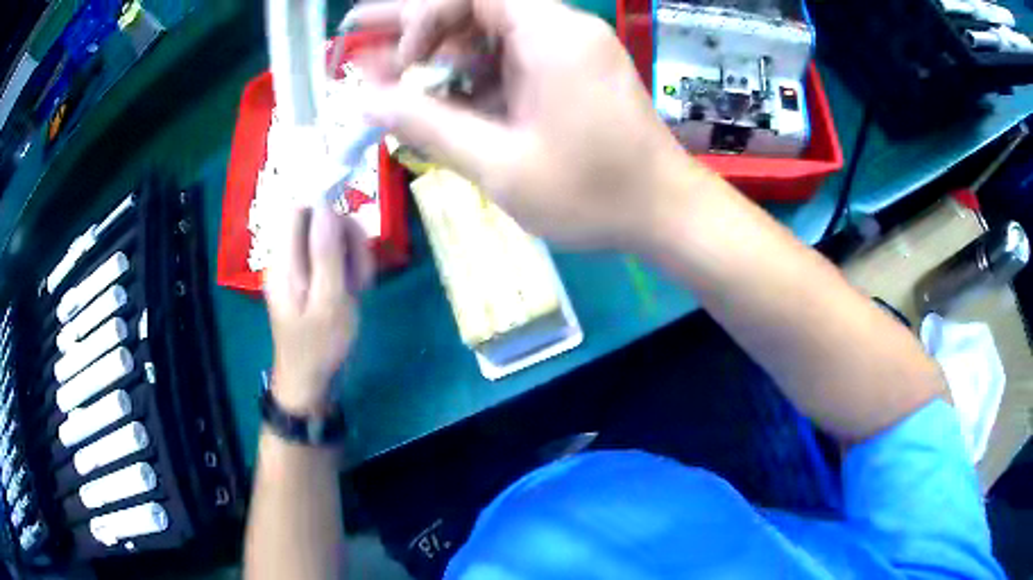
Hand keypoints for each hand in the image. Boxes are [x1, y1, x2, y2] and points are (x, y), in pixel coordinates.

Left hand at [263, 206, 373, 414]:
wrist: (311, 381)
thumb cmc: (319, 347)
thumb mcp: (329, 302)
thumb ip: (326, 253)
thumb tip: (325, 205)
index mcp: (284, 262)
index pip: (298, 210)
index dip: (326, 211)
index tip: (352, 236)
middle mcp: (287, 259)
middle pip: (316, 221)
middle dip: (345, 237)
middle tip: (360, 271)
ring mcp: (298, 269)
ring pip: (328, 238)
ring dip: (351, 254)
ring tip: (360, 285)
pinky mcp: (310, 279)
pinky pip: (330, 257)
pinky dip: (348, 267)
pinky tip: (355, 290)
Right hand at [348, 0, 694, 249]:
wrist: (664, 213)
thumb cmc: (593, 194)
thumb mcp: (499, 164)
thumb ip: (427, 125)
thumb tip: (365, 100)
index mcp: (550, 33)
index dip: (425, 14)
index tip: (405, 62)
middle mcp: (559, 28)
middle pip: (474, 8)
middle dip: (412, 24)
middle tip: (356, 30)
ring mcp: (566, 50)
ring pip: (486, 36)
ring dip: (436, 55)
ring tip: (382, 73)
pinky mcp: (568, 73)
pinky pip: (507, 61)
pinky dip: (469, 78)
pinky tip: (434, 98)